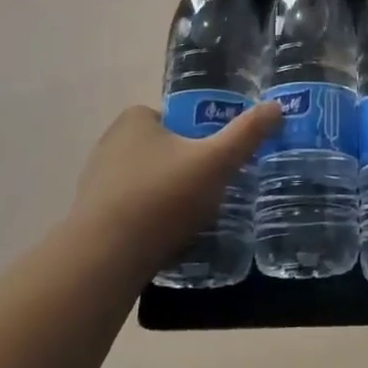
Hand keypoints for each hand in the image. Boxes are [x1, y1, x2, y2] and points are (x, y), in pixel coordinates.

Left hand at [70, 101, 281, 271]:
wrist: (104, 260)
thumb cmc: (162, 197)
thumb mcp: (216, 162)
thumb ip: (247, 133)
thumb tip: (276, 106)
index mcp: (135, 120)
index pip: (175, 117)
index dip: (199, 134)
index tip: (218, 157)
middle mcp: (110, 144)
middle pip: (162, 149)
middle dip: (185, 166)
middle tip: (213, 187)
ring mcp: (96, 182)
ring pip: (146, 181)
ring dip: (167, 194)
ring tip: (194, 217)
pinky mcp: (90, 217)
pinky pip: (131, 210)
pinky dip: (149, 219)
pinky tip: (168, 238)